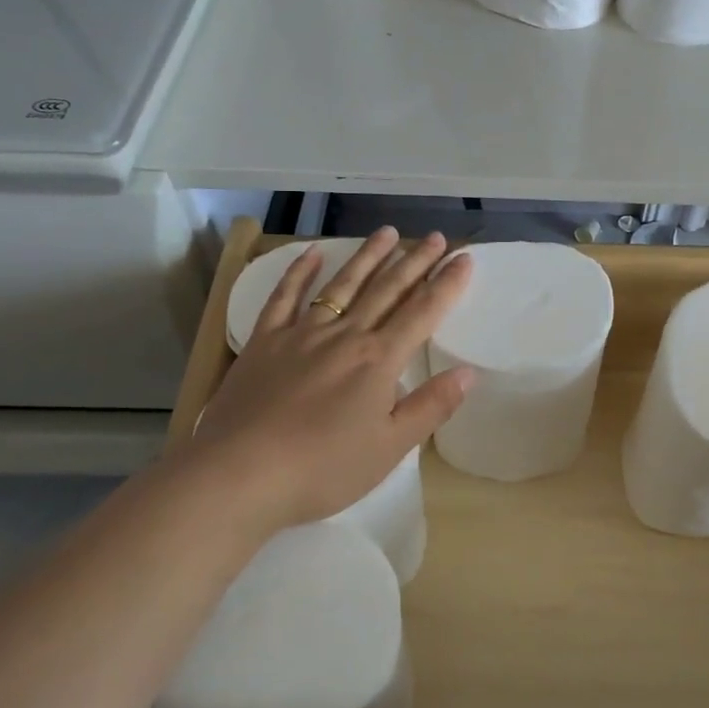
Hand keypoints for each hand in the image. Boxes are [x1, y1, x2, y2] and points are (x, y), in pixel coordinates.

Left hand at [189, 228, 474, 530]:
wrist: (240, 474)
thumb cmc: (323, 468)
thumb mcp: (390, 448)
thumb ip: (430, 407)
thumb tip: (468, 373)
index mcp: (378, 361)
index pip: (422, 313)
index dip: (446, 284)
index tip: (464, 258)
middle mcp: (345, 336)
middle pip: (386, 290)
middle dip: (414, 261)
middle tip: (434, 236)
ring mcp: (301, 333)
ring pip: (342, 285)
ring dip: (367, 257)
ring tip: (387, 233)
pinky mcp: (264, 341)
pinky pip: (285, 297)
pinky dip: (299, 272)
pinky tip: (313, 254)